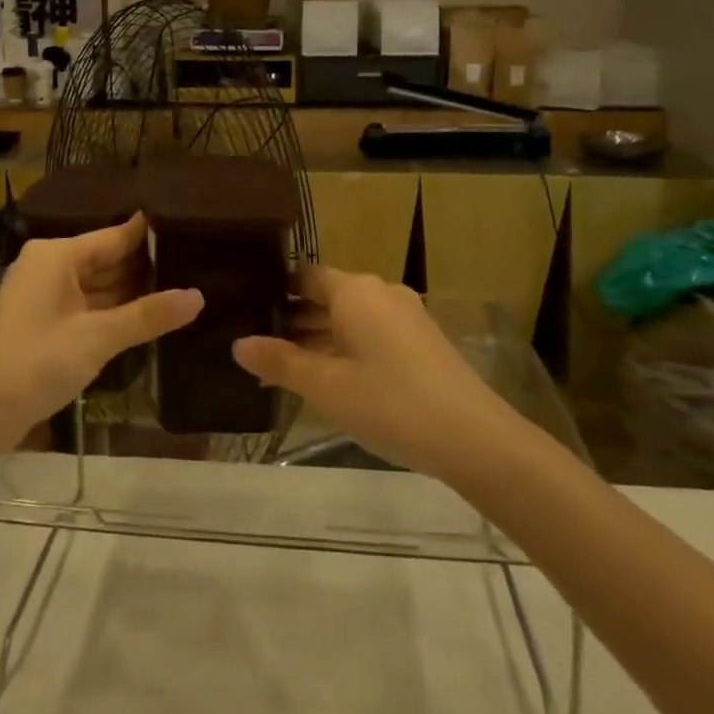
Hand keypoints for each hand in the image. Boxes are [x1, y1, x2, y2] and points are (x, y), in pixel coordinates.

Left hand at [0, 215, 201, 449]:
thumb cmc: (33, 364)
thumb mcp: (96, 338)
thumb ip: (148, 315)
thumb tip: (199, 296)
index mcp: (57, 255)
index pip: (115, 236)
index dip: (152, 236)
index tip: (194, 230)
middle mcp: (51, 267)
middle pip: (108, 259)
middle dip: (148, 267)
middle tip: (201, 265)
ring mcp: (47, 296)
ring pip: (100, 286)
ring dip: (135, 293)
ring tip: (186, 287)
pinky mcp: (47, 323)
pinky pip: (90, 307)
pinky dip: (116, 312)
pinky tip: (151, 317)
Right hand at [234, 267, 509, 480]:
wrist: (474, 438)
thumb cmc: (390, 402)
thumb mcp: (326, 386)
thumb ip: (280, 361)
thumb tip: (239, 344)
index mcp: (355, 291)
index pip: (304, 275)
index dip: (275, 289)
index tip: (246, 307)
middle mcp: (381, 293)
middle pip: (326, 296)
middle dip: (293, 319)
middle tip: (256, 341)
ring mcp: (405, 316)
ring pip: (349, 318)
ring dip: (318, 338)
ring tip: (283, 365)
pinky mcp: (421, 342)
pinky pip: (371, 334)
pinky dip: (345, 349)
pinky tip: (328, 379)